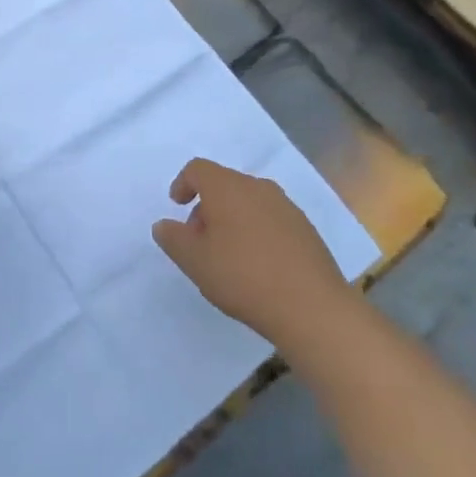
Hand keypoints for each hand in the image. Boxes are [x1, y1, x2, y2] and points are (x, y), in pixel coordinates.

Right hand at [153, 158, 350, 348]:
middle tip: (201, 240)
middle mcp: (258, 187)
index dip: (183, 184)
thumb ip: (173, 239)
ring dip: (233, 219)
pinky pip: (272, 220)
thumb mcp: (194, 261)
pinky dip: (258, 232)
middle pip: (225, 184)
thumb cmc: (243, 276)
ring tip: (229, 255)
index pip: (198, 169)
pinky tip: (259, 265)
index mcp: (227, 187)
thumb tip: (163, 225)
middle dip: (208, 206)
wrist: (312, 307)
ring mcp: (286, 207)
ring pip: (250, 202)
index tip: (177, 207)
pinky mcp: (306, 230)